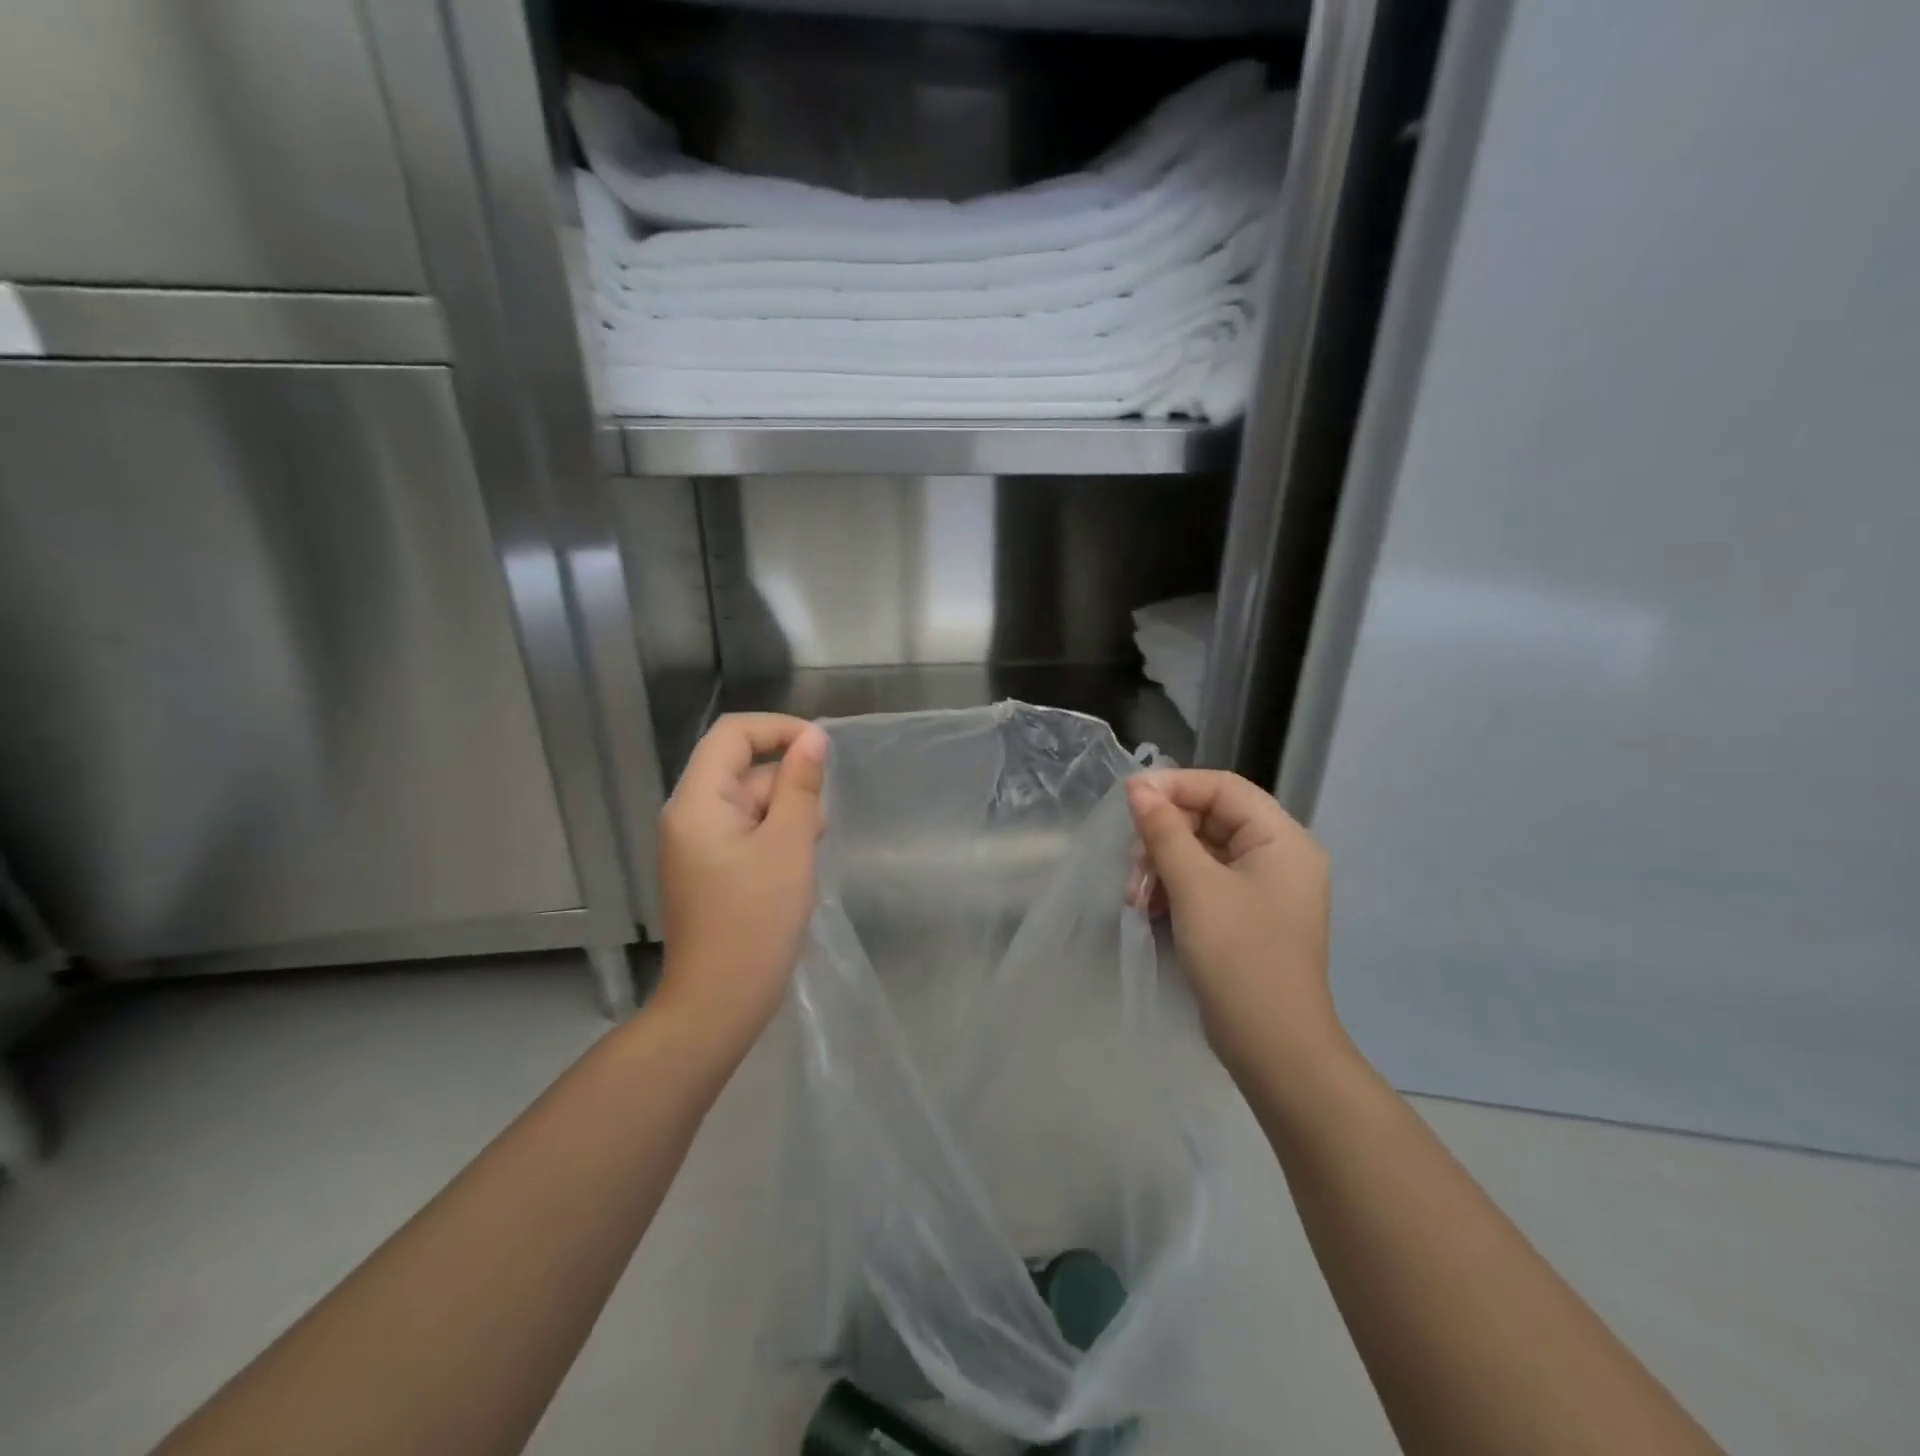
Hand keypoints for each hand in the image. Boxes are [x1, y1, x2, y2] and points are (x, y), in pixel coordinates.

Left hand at [655, 713, 827, 1049]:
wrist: (717, 1004)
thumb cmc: (755, 921)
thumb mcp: (790, 845)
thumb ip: (801, 785)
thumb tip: (812, 738)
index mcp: (697, 802)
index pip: (733, 734)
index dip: (779, 729)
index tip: (822, 749)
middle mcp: (688, 815)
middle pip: (743, 770)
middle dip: (788, 787)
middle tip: (816, 829)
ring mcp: (696, 845)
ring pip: (749, 804)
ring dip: (786, 817)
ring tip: (805, 858)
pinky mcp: (708, 870)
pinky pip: (745, 833)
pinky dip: (774, 840)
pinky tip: (793, 872)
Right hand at [1126, 769, 1337, 1072]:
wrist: (1273, 1046)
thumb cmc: (1239, 956)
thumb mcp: (1195, 887)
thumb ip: (1164, 831)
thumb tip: (1137, 788)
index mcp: (1282, 839)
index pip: (1223, 788)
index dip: (1174, 786)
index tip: (1128, 798)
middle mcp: (1278, 856)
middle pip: (1209, 819)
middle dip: (1163, 837)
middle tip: (1131, 865)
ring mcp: (1263, 888)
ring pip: (1201, 852)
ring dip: (1162, 866)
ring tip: (1135, 897)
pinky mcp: (1246, 915)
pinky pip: (1204, 882)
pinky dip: (1174, 889)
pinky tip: (1149, 908)